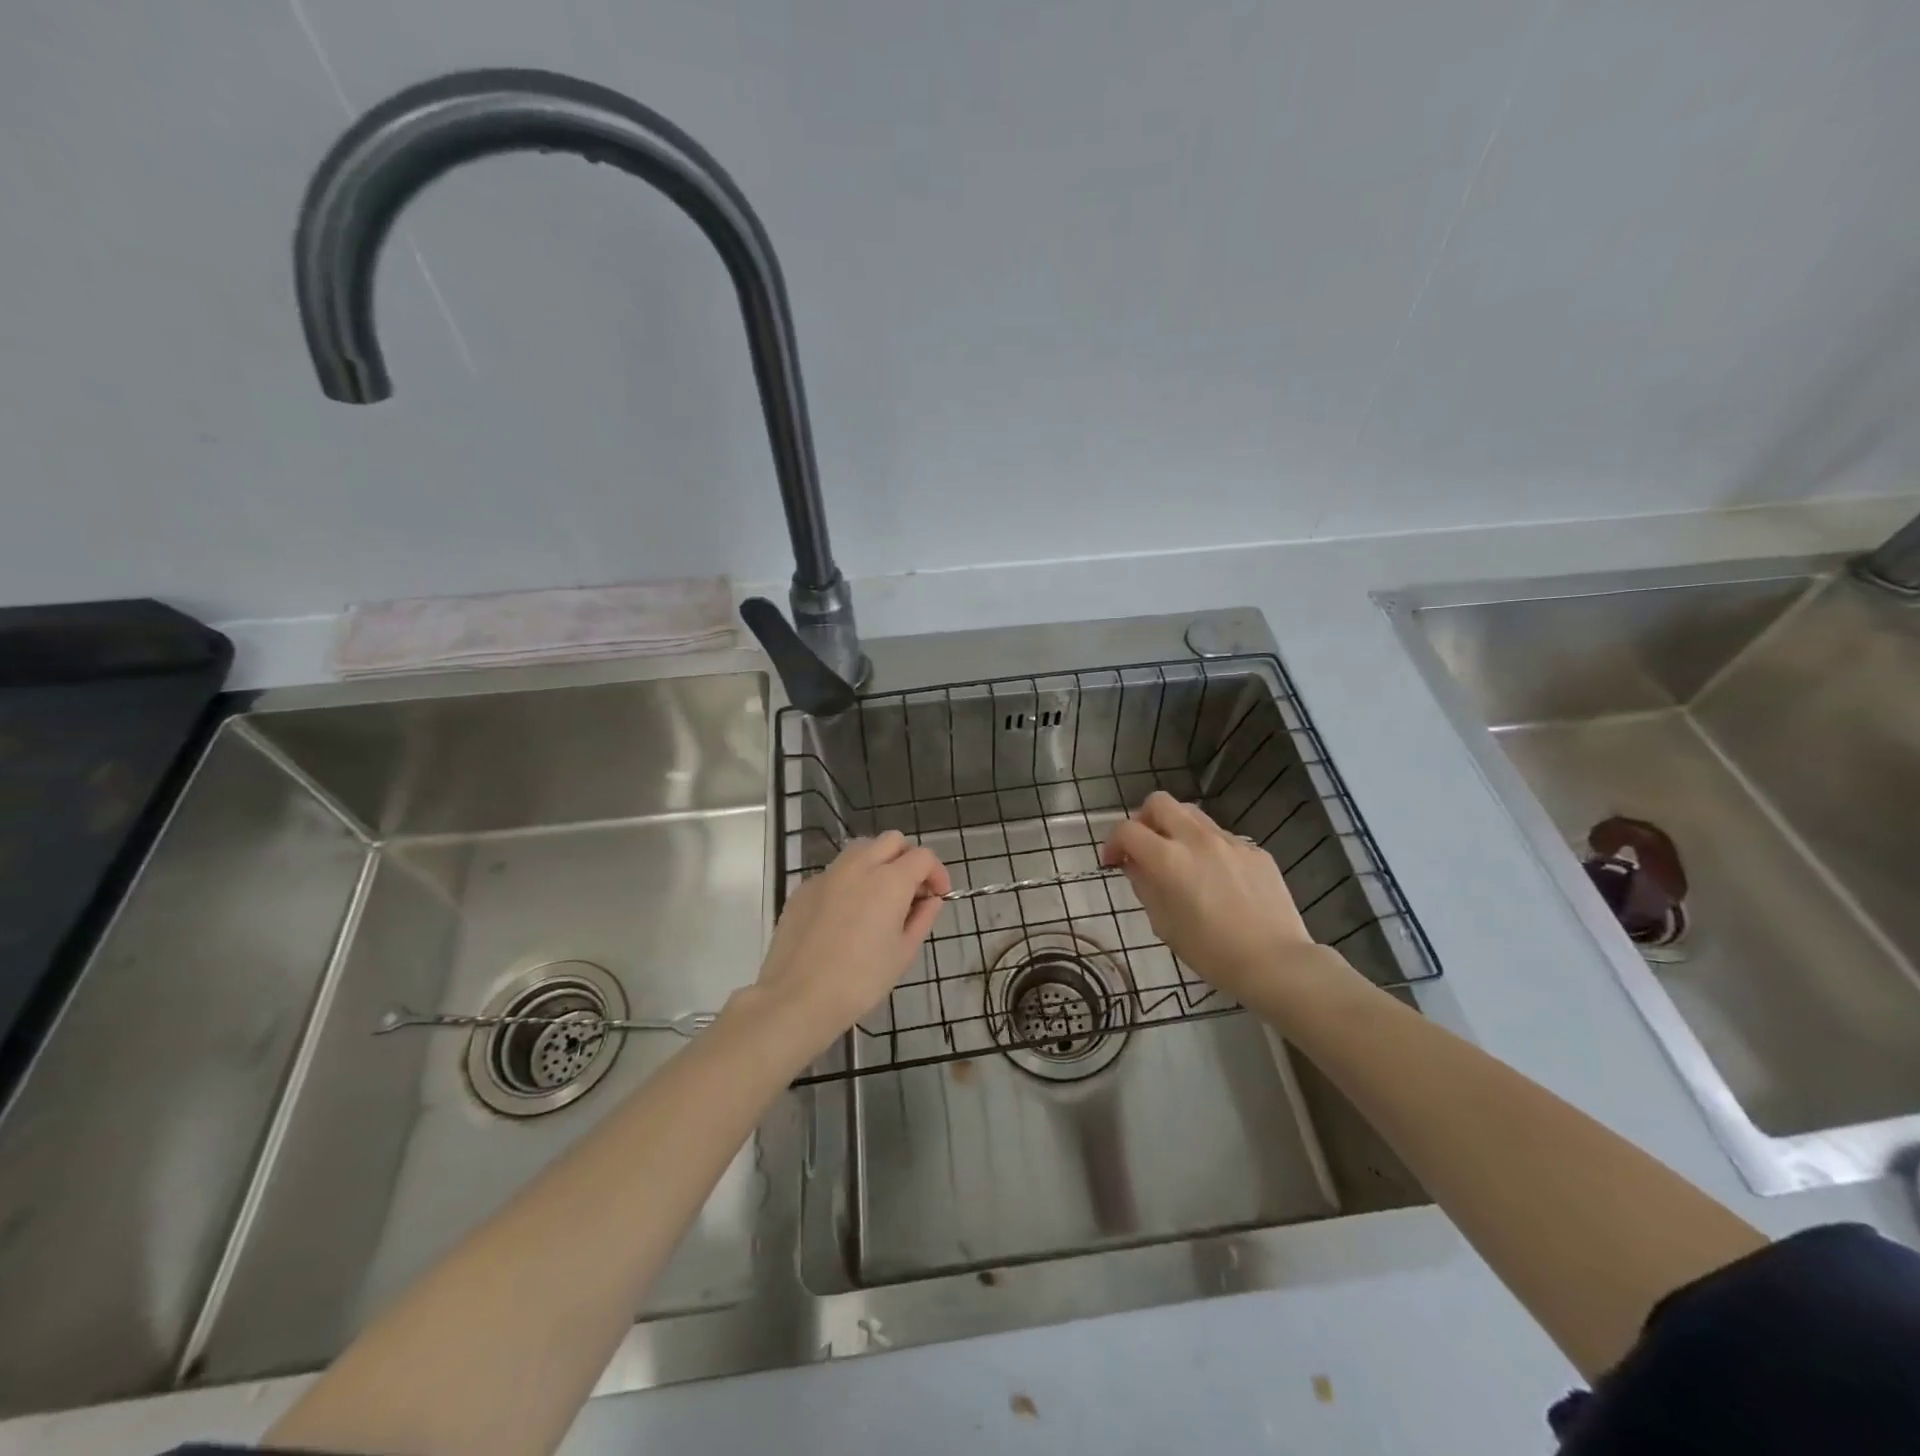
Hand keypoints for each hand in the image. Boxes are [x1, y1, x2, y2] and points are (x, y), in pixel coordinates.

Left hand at [746, 832, 949, 1061]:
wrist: (798, 997)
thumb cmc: (860, 981)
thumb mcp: (903, 954)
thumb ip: (922, 918)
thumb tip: (930, 900)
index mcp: (890, 881)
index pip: (923, 857)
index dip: (936, 873)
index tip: (937, 896)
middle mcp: (859, 866)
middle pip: (892, 840)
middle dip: (908, 858)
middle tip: (910, 890)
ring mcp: (828, 874)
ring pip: (861, 849)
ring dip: (878, 862)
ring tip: (878, 897)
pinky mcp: (804, 888)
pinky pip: (835, 872)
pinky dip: (850, 881)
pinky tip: (846, 915)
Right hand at [1100, 792, 1355, 1014]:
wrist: (1276, 962)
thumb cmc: (1211, 952)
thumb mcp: (1164, 924)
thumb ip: (1145, 885)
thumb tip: (1136, 865)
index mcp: (1168, 859)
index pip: (1127, 830)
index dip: (1113, 842)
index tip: (1113, 862)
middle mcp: (1197, 839)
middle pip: (1159, 802)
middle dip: (1143, 819)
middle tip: (1145, 847)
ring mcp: (1230, 841)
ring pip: (1192, 813)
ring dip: (1176, 828)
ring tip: (1179, 859)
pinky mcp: (1255, 850)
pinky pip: (1221, 837)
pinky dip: (1207, 847)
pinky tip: (1217, 879)